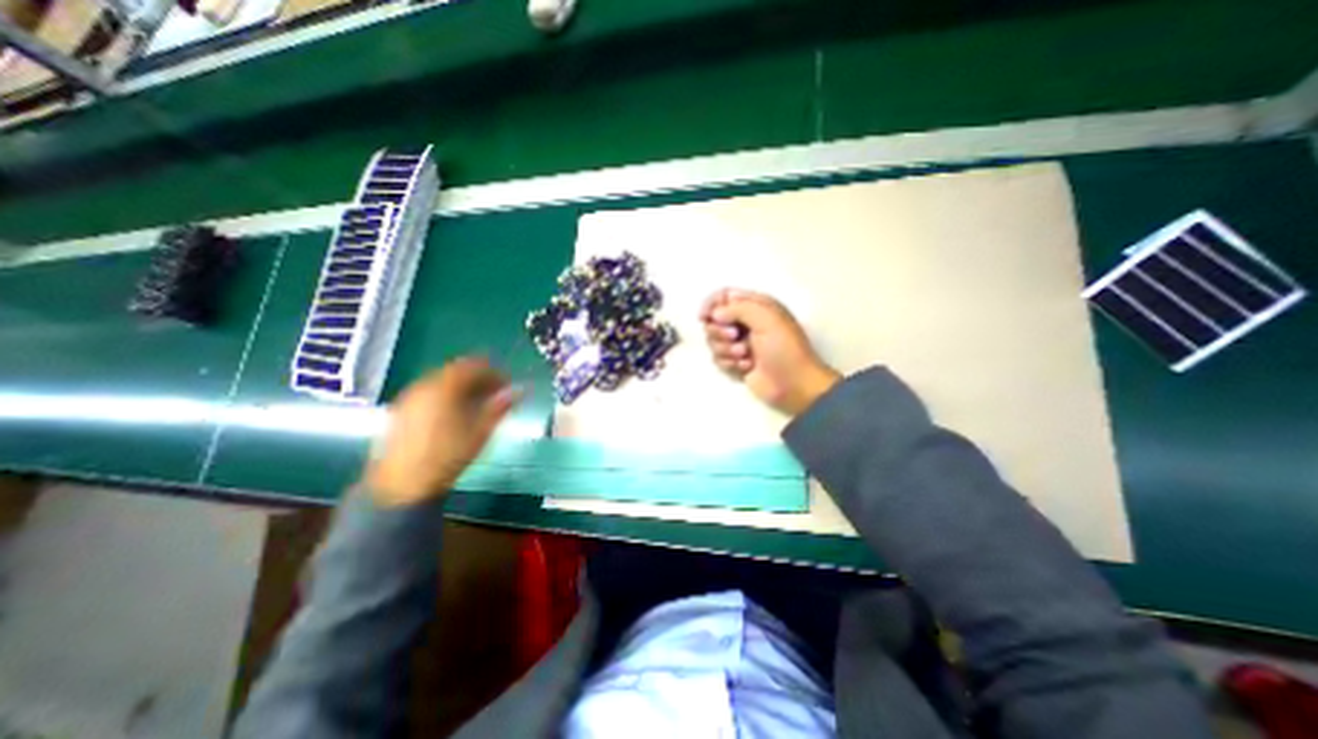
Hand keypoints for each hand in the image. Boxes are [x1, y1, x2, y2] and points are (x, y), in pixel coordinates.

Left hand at [366, 357, 521, 508]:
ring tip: (477, 404)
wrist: (403, 484)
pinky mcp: (401, 409)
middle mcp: (425, 384)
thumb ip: (500, 406)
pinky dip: (447, 394)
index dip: (495, 373)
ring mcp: (410, 396)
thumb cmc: (448, 456)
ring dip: (463, 386)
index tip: (508, 385)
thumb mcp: (481, 431)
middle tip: (495, 394)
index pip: (475, 366)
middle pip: (457, 370)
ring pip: (443, 380)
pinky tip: (454, 413)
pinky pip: (430, 391)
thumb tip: (520, 390)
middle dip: (479, 379)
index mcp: (445, 387)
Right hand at [705, 285, 836, 416]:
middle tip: (735, 337)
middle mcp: (744, 322)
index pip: (723, 296)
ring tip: (745, 355)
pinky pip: (718, 358)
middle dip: (719, 330)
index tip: (704, 317)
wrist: (794, 384)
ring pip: (713, 341)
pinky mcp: (735, 362)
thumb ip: (738, 308)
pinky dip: (729, 363)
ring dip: (726, 349)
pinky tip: (746, 367)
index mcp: (755, 306)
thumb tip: (714, 314)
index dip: (711, 304)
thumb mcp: (766, 319)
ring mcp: (739, 343)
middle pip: (713, 320)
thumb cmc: (784, 348)